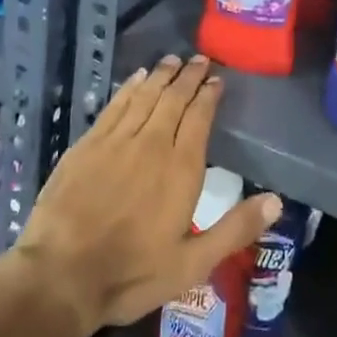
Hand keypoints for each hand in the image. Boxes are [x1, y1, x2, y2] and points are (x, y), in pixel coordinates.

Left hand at [15, 54, 279, 335]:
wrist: (59, 276)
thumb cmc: (131, 274)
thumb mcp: (191, 264)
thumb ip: (235, 230)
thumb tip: (277, 201)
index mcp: (181, 168)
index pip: (199, 117)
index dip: (209, 94)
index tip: (217, 79)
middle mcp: (152, 143)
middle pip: (174, 98)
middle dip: (189, 76)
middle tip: (199, 59)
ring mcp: (116, 140)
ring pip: (145, 96)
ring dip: (161, 75)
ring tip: (172, 60)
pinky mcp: (87, 144)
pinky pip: (115, 105)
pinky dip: (129, 88)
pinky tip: (136, 78)